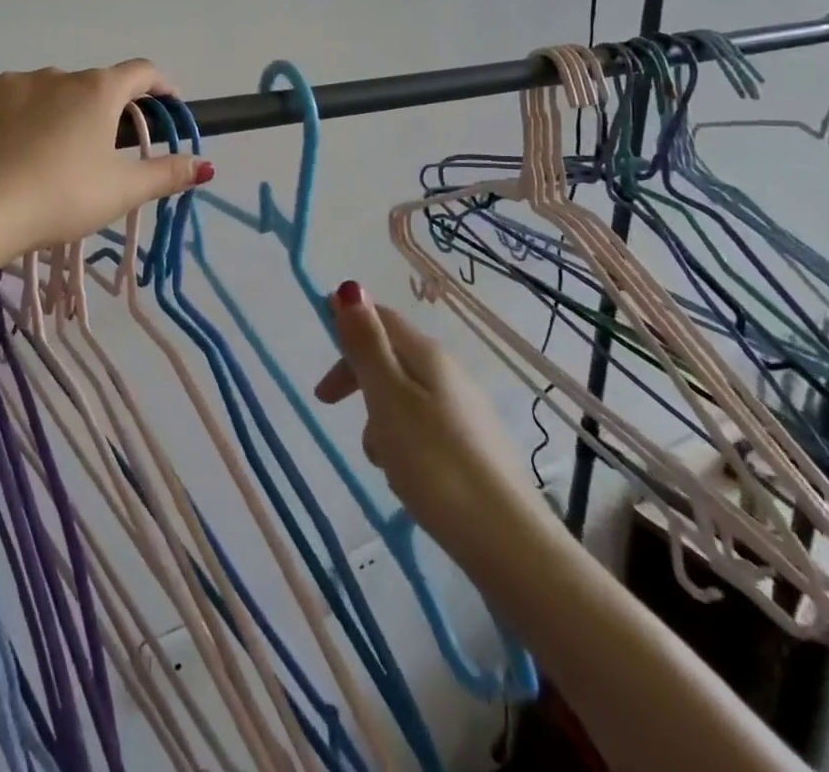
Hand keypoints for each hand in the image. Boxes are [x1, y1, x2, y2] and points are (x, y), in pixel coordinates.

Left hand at [0, 61, 208, 261]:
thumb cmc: (61, 197)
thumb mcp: (122, 191)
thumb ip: (166, 174)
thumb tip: (204, 164)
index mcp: (97, 90)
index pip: (140, 72)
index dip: (159, 85)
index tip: (165, 104)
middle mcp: (54, 74)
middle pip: (87, 86)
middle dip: (97, 111)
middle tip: (93, 152)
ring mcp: (8, 81)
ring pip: (41, 92)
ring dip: (50, 113)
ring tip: (40, 156)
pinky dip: (7, 118)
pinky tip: (1, 149)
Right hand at [315, 282, 551, 555]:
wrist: (509, 543)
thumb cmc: (435, 463)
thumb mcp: (388, 397)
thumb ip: (367, 344)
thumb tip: (350, 286)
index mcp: (427, 355)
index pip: (380, 318)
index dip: (346, 327)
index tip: (320, 355)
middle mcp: (450, 373)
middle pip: (391, 357)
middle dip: (357, 376)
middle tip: (328, 405)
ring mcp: (466, 411)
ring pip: (405, 396)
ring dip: (379, 416)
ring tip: (379, 458)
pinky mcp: (475, 448)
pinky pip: (424, 427)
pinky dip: (403, 440)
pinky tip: (407, 476)